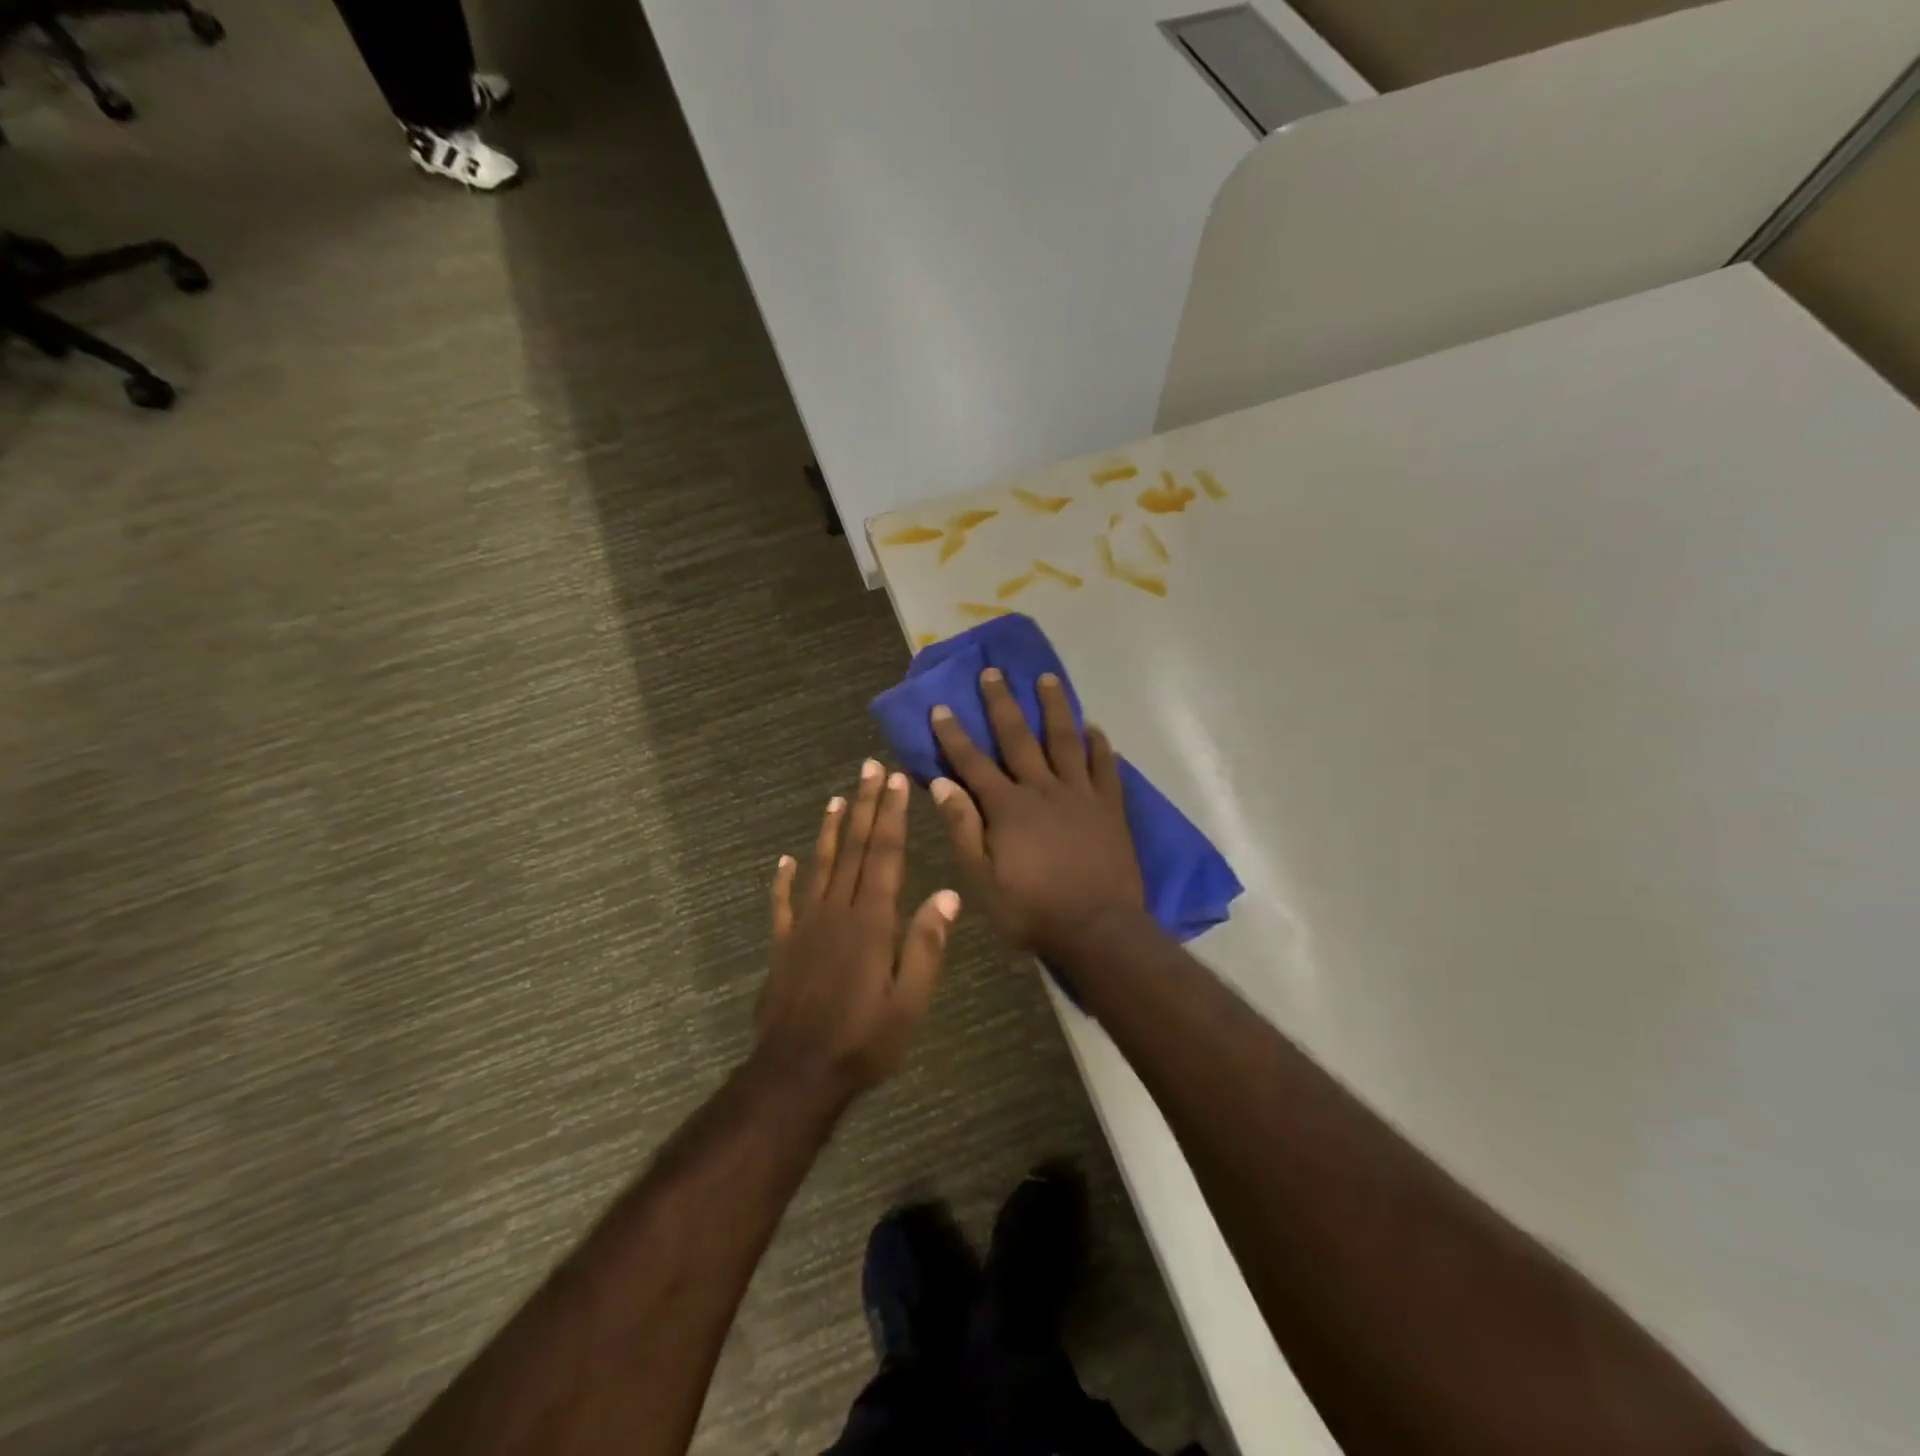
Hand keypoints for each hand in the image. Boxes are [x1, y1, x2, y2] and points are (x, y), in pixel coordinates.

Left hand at [754, 759, 959, 1100]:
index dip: (891, 816)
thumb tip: (948, 894)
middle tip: (868, 768)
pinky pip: (783, 904)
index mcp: (871, 922)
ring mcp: (804, 927)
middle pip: (852, 849)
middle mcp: (836, 913)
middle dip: (864, 806)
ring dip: (829, 831)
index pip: (883, 856)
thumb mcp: (910, 1003)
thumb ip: (927, 946)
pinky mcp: (782, 946)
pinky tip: (784, 860)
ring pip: (819, 867)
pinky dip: (784, 880)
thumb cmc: (864, 1041)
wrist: (797, 1074)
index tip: (896, 782)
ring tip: (836, 798)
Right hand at [928, 669, 1143, 959]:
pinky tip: (1095, 728)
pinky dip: (1099, 746)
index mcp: (1008, 808)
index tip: (941, 706)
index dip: (954, 735)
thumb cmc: (1031, 910)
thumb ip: (963, 828)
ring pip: (1066, 740)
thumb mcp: (982, 879)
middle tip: (994, 672)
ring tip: (1048, 679)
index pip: (973, 763)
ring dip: (1055, 708)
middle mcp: (1042, 789)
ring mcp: (1080, 795)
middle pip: (1019, 738)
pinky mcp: (1109, 808)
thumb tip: (941, 783)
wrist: (1097, 930)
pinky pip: (1105, 768)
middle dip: (1002, 704)